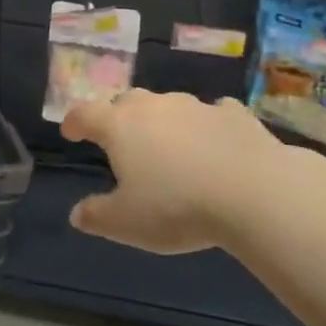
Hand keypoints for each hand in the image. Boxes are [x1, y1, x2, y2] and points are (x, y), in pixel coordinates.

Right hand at [62, 91, 283, 254]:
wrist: (255, 193)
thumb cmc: (177, 206)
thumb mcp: (127, 223)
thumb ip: (97, 216)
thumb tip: (76, 214)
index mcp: (119, 126)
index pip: (85, 114)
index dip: (74, 122)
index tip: (70, 132)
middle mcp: (153, 106)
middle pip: (126, 102)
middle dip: (118, 117)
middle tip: (120, 139)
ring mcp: (195, 106)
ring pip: (169, 105)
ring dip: (163, 120)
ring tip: (169, 144)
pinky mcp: (234, 114)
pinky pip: (214, 113)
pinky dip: (208, 124)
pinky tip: (216, 140)